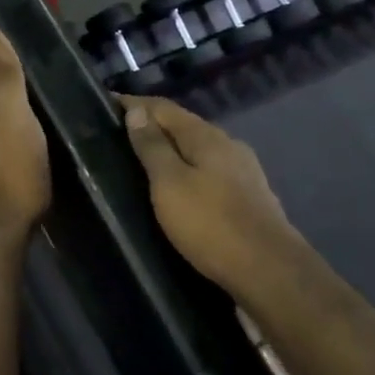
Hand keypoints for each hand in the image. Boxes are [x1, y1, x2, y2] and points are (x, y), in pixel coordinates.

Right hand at [120, 96, 313, 304]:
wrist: (270, 271)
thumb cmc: (211, 224)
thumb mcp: (170, 183)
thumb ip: (152, 146)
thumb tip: (137, 111)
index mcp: (206, 136)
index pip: (163, 107)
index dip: (134, 104)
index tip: (104, 104)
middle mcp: (228, 144)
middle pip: (183, 126)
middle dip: (152, 126)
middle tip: (117, 136)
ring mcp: (243, 170)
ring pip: (198, 150)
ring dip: (171, 150)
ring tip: (142, 162)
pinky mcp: (250, 196)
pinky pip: (209, 171)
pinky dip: (187, 170)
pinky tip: (178, 187)